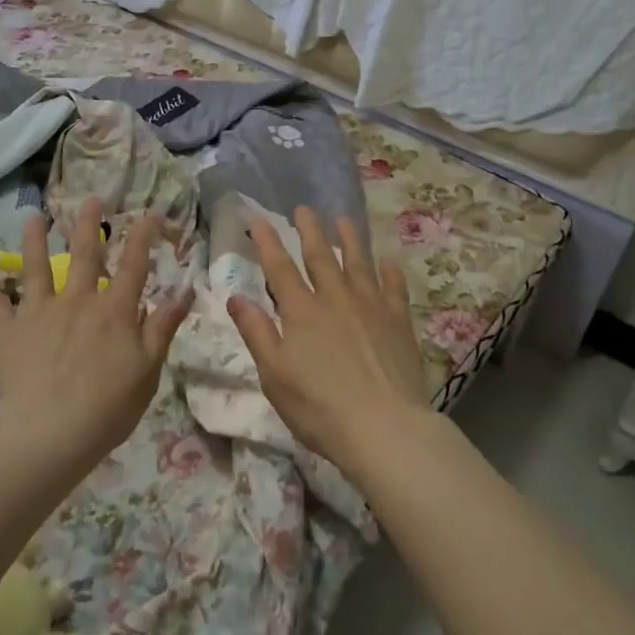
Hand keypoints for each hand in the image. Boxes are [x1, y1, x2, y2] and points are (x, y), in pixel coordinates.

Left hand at [0, 197, 192, 462]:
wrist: (49, 431)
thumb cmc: (108, 406)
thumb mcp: (148, 368)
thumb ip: (163, 326)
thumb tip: (185, 290)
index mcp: (114, 311)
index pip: (134, 265)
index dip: (143, 236)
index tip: (149, 212)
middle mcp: (77, 301)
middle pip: (85, 254)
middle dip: (88, 223)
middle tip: (90, 198)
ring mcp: (39, 312)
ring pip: (36, 267)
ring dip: (35, 239)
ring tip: (34, 217)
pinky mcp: (8, 330)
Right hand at [227, 207, 429, 469]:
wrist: (383, 427)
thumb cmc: (319, 407)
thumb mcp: (274, 375)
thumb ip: (256, 332)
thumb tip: (235, 297)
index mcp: (301, 312)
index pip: (280, 268)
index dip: (268, 242)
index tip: (259, 220)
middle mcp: (335, 299)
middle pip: (320, 257)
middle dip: (309, 230)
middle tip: (303, 208)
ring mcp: (371, 307)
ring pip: (358, 263)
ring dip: (349, 240)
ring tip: (343, 219)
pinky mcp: (399, 321)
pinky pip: (394, 288)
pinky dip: (390, 272)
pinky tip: (388, 261)